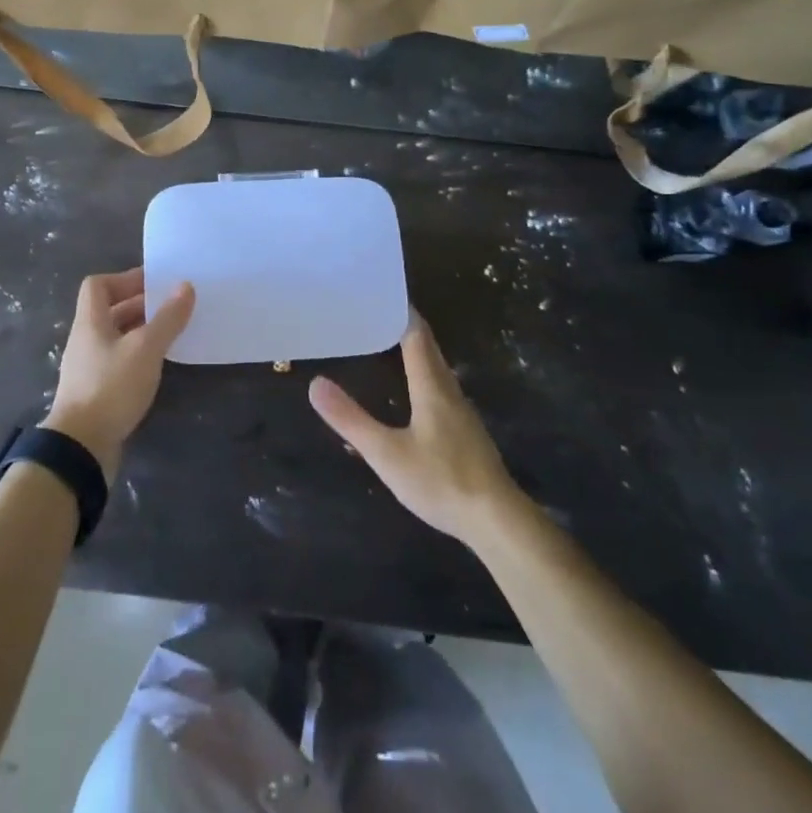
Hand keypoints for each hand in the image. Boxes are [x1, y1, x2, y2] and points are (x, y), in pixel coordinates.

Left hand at [42, 268, 193, 480]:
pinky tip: (157, 365)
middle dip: (140, 304)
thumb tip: (185, 286)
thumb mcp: (145, 349)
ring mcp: (88, 367)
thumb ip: (167, 318)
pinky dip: (138, 356)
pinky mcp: (95, 391)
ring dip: (141, 331)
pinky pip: (118, 361)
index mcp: (90, 322)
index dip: (125, 278)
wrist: (80, 447)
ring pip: (116, 337)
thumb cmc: (111, 387)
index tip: (154, 283)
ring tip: (171, 333)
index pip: (98, 285)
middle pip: (109, 310)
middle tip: (172, 306)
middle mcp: (85, 340)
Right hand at [309, 311, 526, 544]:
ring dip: (413, 350)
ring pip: (435, 367)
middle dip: (402, 326)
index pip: (416, 333)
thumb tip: (315, 383)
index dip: (399, 310)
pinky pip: (439, 386)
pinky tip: (409, 391)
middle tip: (372, 313)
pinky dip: (420, 373)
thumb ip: (350, 419)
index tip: (377, 292)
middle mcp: (449, 389)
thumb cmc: (440, 480)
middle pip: (427, 346)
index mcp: (431, 385)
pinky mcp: (465, 430)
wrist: (496, 520)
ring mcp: (461, 410)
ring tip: (384, 344)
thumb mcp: (386, 453)